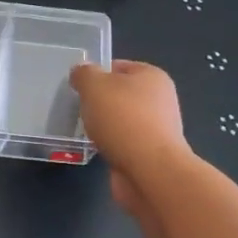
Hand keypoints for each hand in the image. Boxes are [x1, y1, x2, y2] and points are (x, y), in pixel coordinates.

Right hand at [70, 59, 191, 215]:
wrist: (149, 171)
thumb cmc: (123, 119)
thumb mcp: (94, 86)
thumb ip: (84, 74)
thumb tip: (81, 72)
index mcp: (152, 76)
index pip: (118, 66)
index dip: (96, 74)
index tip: (78, 87)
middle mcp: (159, 99)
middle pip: (120, 94)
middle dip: (98, 102)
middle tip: (78, 109)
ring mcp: (157, 128)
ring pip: (121, 120)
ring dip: (104, 126)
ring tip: (85, 131)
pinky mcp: (150, 153)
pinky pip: (123, 142)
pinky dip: (110, 145)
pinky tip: (97, 149)